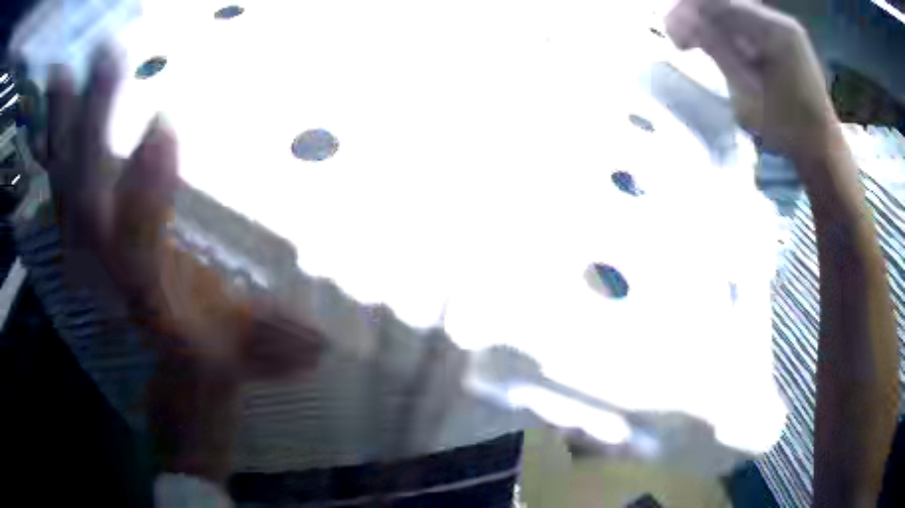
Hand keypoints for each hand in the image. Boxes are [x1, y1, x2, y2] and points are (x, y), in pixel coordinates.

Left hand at [42, 49, 322, 483]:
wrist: (170, 382)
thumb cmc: (211, 363)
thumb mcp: (251, 356)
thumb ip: (277, 342)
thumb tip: (323, 340)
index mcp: (151, 311)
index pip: (135, 261)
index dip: (143, 199)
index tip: (165, 126)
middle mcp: (108, 286)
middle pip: (85, 208)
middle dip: (91, 130)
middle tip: (110, 56)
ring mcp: (85, 262)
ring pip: (62, 194)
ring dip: (60, 131)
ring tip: (64, 71)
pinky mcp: (77, 246)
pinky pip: (56, 194)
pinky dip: (50, 152)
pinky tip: (48, 114)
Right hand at [666, 0, 840, 170]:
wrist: (823, 148)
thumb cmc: (789, 129)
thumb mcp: (749, 93)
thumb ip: (717, 50)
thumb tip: (681, 20)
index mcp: (776, 31)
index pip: (720, 4)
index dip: (689, 13)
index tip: (673, 37)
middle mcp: (780, 21)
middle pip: (727, 5)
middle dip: (699, 19)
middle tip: (682, 43)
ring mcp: (784, 28)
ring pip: (735, 13)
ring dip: (713, 27)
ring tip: (698, 47)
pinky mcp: (785, 37)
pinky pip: (748, 25)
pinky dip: (730, 34)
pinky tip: (722, 50)